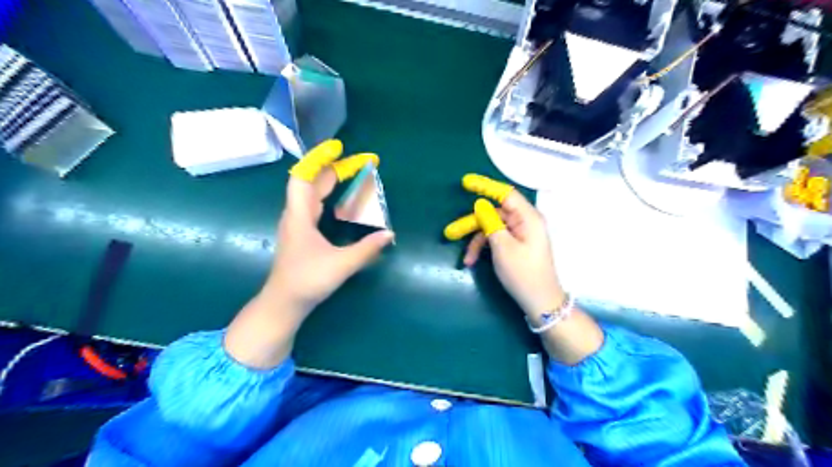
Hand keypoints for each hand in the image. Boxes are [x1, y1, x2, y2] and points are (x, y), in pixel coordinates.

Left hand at [267, 139, 394, 312]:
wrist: (284, 303)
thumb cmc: (307, 281)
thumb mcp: (341, 265)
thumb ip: (367, 249)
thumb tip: (389, 234)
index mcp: (299, 216)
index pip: (303, 177)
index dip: (319, 160)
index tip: (338, 148)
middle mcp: (296, 215)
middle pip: (312, 182)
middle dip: (334, 169)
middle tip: (359, 164)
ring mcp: (297, 224)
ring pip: (312, 193)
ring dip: (330, 181)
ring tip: (352, 175)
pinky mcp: (301, 233)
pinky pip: (314, 205)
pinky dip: (328, 196)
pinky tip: (340, 201)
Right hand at [461, 179, 565, 320]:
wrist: (540, 302)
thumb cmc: (523, 274)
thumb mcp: (503, 248)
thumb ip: (490, 223)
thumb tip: (480, 205)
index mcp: (528, 218)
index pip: (505, 194)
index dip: (485, 186)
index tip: (466, 182)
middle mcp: (526, 221)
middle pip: (494, 213)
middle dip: (472, 224)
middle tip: (451, 233)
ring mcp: (522, 233)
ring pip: (493, 228)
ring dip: (477, 241)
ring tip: (465, 259)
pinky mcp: (518, 244)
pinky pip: (497, 238)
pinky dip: (484, 248)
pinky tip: (473, 261)